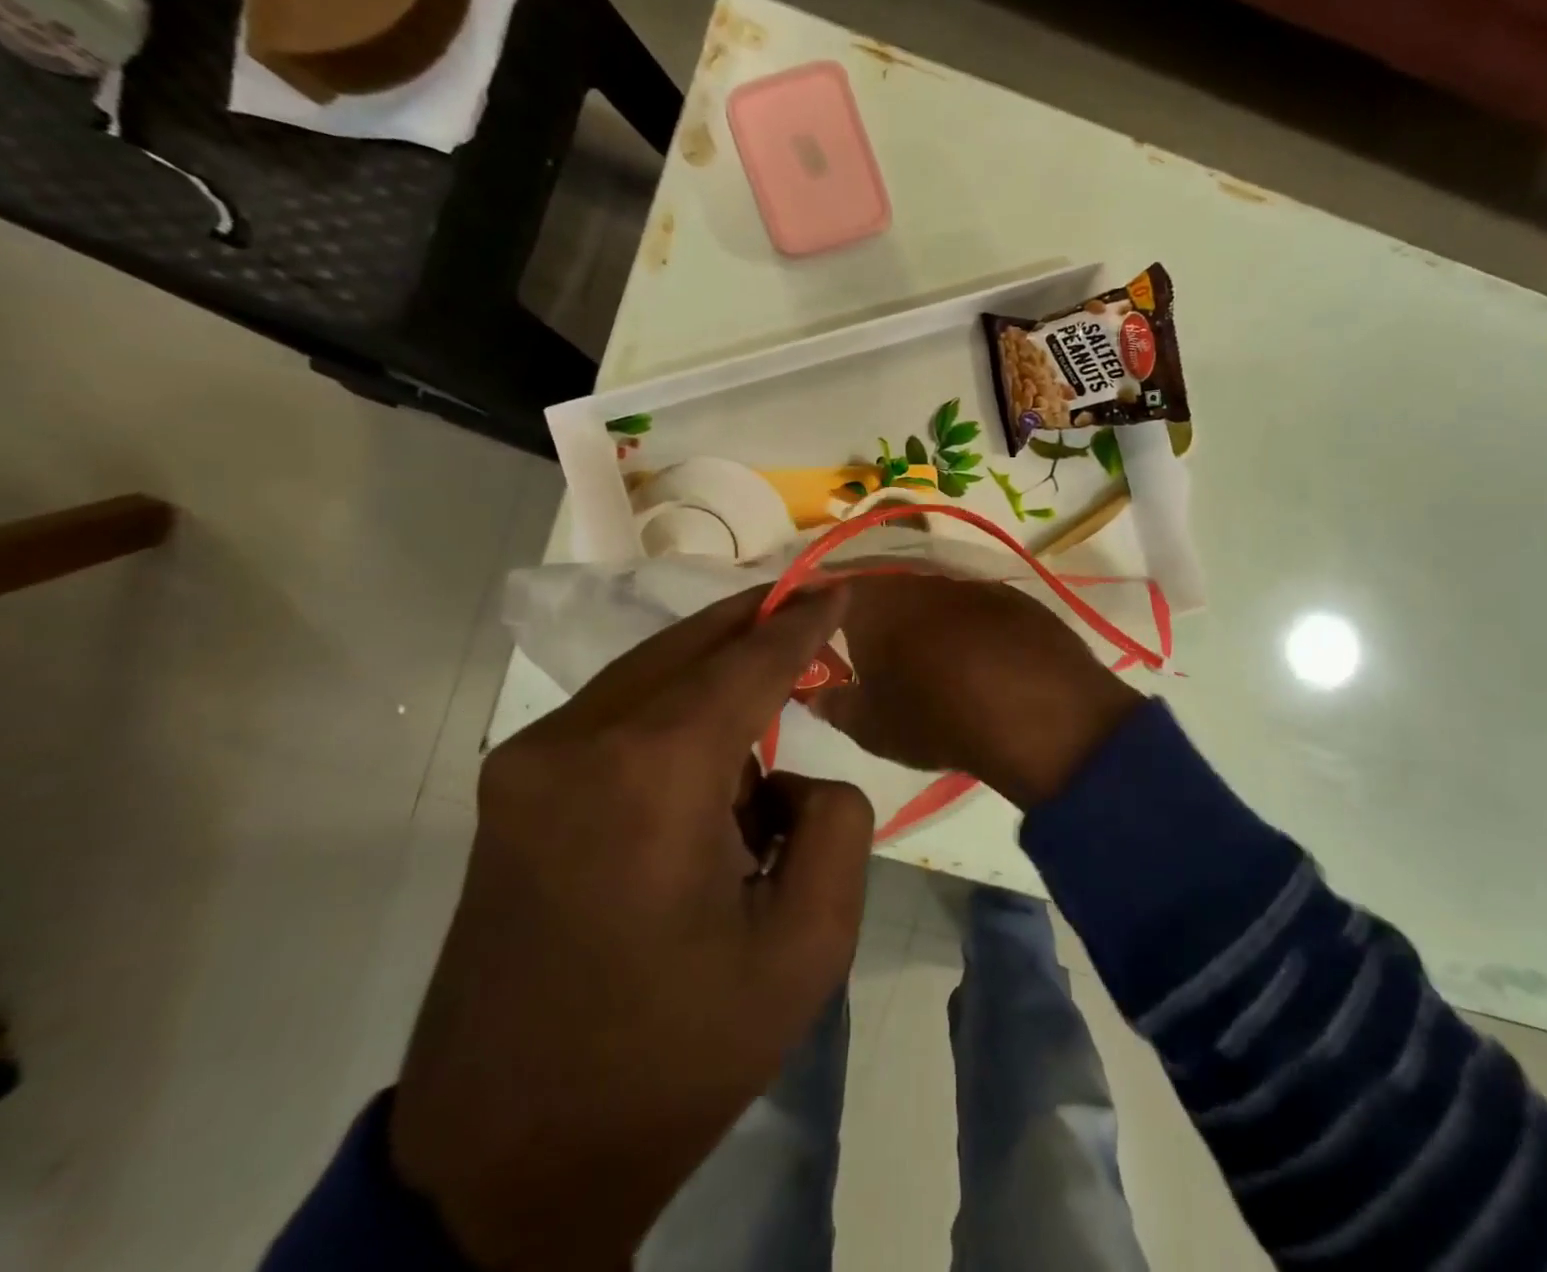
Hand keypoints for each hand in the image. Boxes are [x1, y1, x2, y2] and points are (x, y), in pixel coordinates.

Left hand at [390, 585, 871, 1271]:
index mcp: (650, 776)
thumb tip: (788, 776)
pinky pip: (613, 711)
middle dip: (754, 623)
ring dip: (713, 671)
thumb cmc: (677, 1054)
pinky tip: (707, 754)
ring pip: (646, 672)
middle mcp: (574, 744)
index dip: (800, 623)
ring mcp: (526, 762)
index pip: (746, 663)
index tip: (838, 588)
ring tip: (771, 700)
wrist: (510, 1159)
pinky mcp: (508, 788)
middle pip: (687, 646)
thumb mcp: (808, 946)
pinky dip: (671, 707)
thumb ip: (836, 821)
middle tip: (810, 611)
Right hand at [810, 573, 1141, 810]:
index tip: (818, 632)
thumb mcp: (873, 727)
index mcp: (874, 600)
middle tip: (874, 652)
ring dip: (923, 621)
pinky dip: (967, 628)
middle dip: (875, 616)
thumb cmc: (937, 717)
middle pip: (884, 588)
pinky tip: (978, 661)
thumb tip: (819, 696)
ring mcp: (971, 584)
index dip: (821, 607)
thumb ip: (837, 707)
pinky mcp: (1013, 596)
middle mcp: (920, 579)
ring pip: (932, 596)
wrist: (1037, 711)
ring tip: (928, 661)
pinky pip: (975, 608)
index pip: (832, 587)